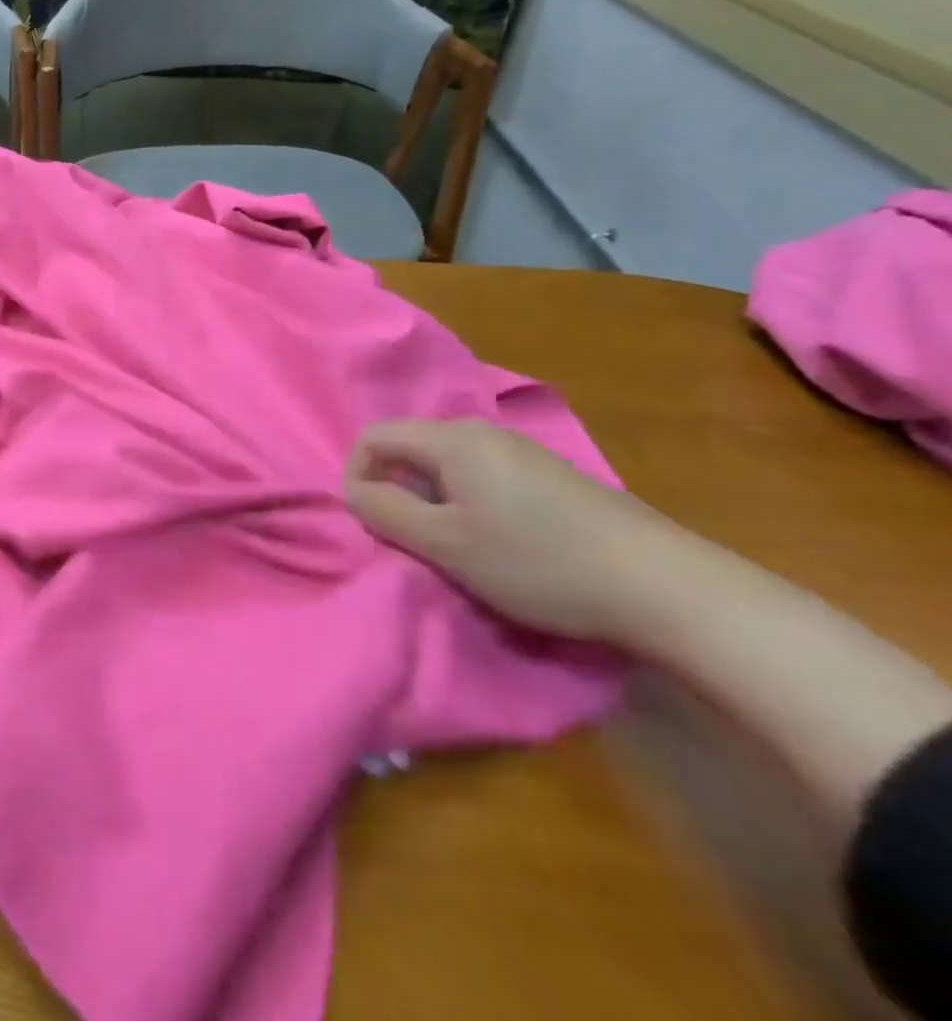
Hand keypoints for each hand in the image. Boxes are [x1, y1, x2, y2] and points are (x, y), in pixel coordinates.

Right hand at [343, 419, 700, 644]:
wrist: (666, 588)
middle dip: (395, 489)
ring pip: (445, 464)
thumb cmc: (539, 562)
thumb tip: (353, 490)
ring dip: (430, 500)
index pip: (374, 437)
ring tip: (450, 545)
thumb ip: (386, 511)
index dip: (356, 474)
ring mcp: (521, 451)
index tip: (370, 520)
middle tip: (409, 538)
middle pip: (410, 447)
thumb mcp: (445, 544)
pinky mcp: (549, 476)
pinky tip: (496, 541)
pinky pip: (481, 476)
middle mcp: (483, 432)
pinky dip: (466, 503)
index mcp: (453, 440)